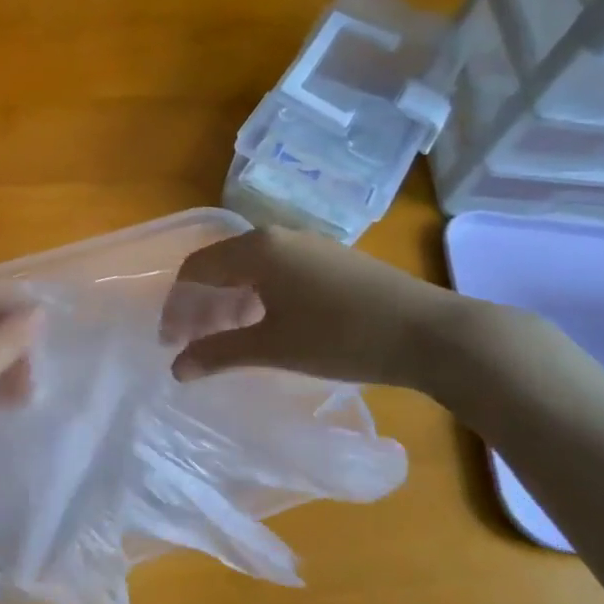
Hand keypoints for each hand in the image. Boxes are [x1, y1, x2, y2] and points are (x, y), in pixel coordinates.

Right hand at [158, 227, 485, 391]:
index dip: (177, 306)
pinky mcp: (332, 259)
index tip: (171, 342)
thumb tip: (177, 367)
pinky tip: (268, 324)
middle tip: (195, 343)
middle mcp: (278, 236)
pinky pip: (277, 270)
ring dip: (230, 301)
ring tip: (228, 338)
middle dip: (201, 304)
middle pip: (221, 265)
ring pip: (250, 268)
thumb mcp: (273, 347)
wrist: (432, 333)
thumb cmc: (342, 337)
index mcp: (257, 249)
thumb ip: (218, 353)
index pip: (197, 269)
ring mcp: (309, 245)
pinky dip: (258, 296)